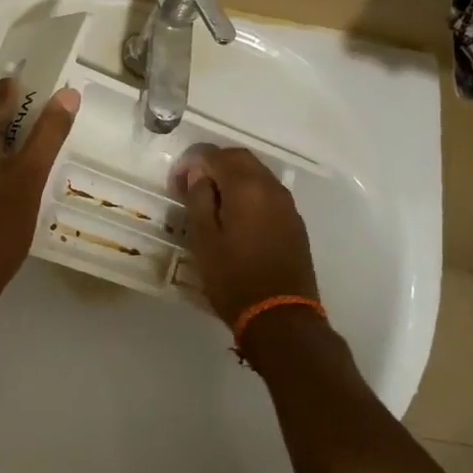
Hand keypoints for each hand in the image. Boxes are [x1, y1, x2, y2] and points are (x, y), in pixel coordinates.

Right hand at [177, 147, 318, 324]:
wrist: (281, 316)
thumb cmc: (234, 278)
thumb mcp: (204, 240)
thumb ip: (199, 199)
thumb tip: (199, 173)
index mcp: (246, 187)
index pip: (216, 155)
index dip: (193, 162)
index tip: (177, 182)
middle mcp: (271, 187)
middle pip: (240, 158)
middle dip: (214, 164)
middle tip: (192, 187)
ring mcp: (287, 204)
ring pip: (257, 174)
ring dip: (233, 178)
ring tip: (212, 202)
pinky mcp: (294, 222)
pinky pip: (268, 192)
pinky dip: (249, 193)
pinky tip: (236, 216)